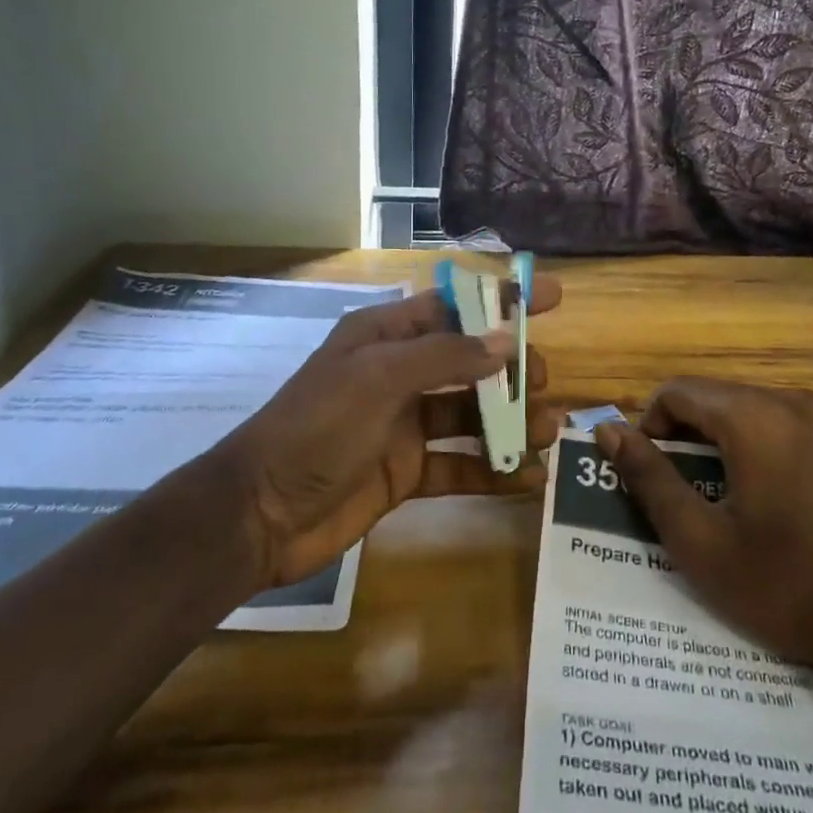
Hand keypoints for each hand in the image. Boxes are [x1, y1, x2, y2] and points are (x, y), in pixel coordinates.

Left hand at [223, 276, 562, 587]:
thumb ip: (445, 356)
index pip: (454, 305)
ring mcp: (404, 425)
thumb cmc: (316, 427)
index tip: (552, 298)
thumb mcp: (378, 378)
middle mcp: (400, 374)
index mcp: (386, 336)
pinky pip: (460, 464)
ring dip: (510, 420)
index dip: (502, 299)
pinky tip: (528, 478)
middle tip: (542, 382)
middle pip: (470, 360)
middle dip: (511, 366)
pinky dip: (493, 470)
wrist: (260, 514)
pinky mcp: (407, 472)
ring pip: (471, 413)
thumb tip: (506, 342)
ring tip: (547, 430)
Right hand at [595, 378, 812, 668]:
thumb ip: (649, 477)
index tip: (653, 474)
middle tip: (684, 490)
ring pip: (754, 409)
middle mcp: (793, 403)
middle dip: (689, 433)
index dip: (651, 426)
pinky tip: (775, 500)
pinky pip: (791, 427)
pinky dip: (766, 447)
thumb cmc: (783, 585)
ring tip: (726, 496)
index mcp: (753, 417)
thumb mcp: (699, 539)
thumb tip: (608, 431)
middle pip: (717, 397)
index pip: (679, 392)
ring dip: (726, 440)